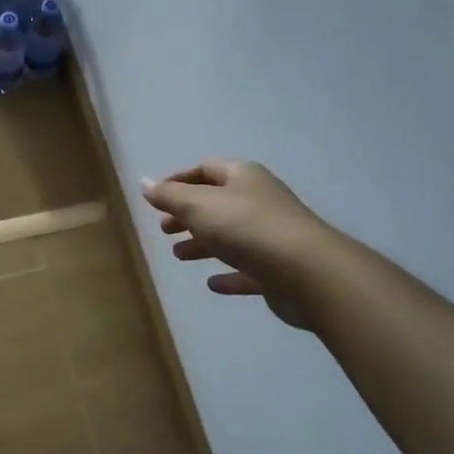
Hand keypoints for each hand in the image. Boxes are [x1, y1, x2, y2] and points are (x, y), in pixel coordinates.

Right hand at [141, 160, 331, 329]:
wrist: (308, 272)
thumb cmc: (247, 228)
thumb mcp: (199, 206)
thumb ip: (169, 196)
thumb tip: (144, 183)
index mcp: (242, 177)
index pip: (205, 169)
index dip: (178, 181)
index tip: (155, 199)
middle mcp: (259, 201)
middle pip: (217, 203)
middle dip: (187, 215)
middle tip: (164, 229)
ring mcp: (271, 236)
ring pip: (230, 236)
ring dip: (203, 244)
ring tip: (179, 256)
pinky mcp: (278, 270)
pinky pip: (247, 270)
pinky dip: (228, 275)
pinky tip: (212, 284)